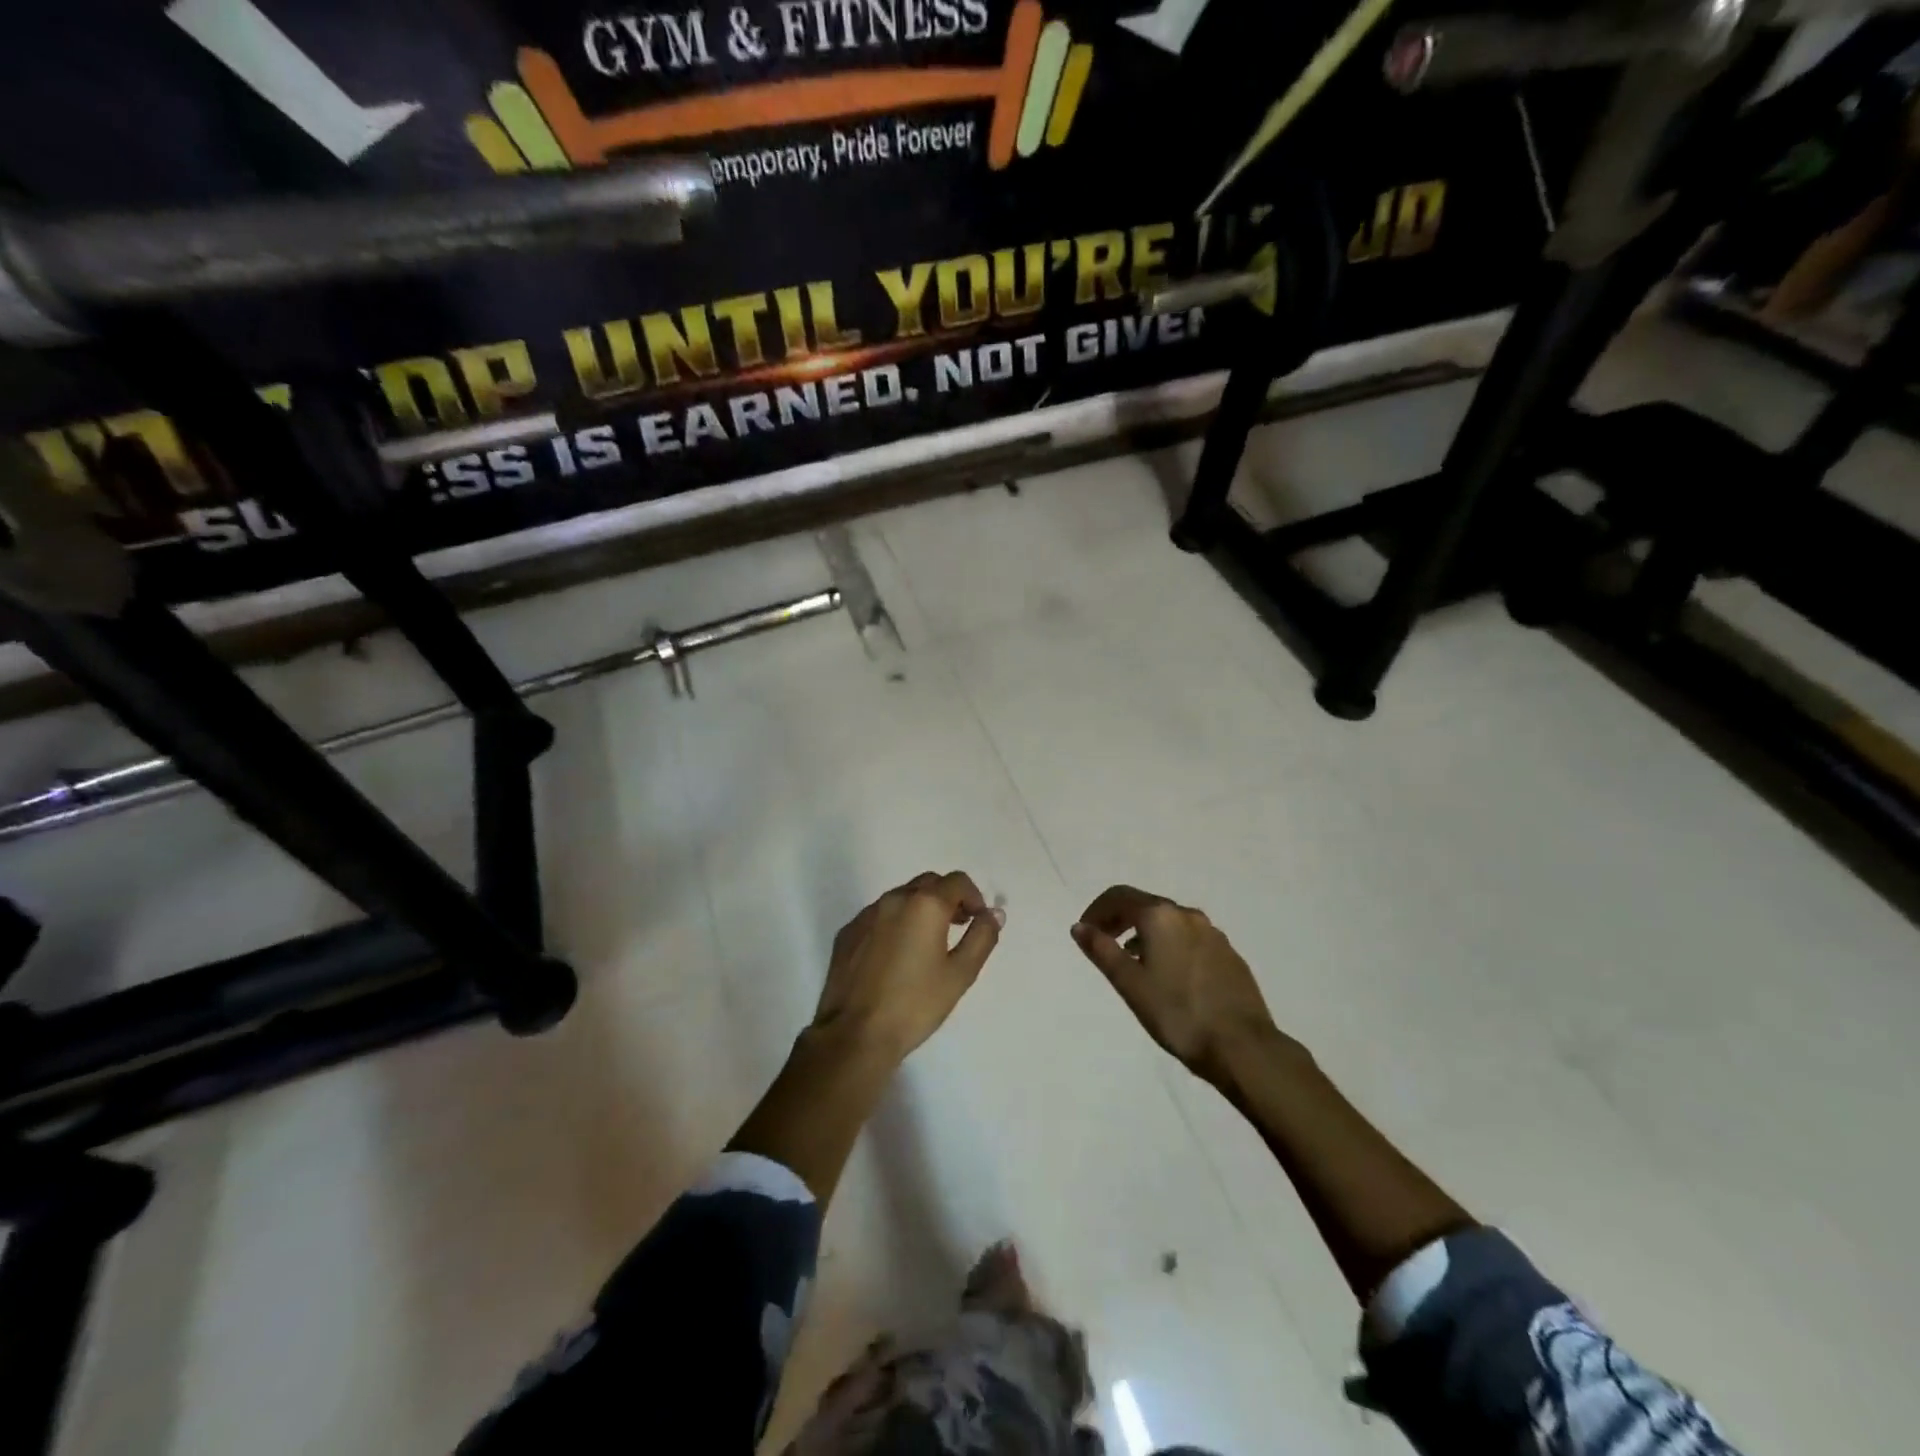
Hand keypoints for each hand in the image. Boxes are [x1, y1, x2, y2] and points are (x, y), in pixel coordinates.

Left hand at [811, 871, 1003, 1064]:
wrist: (856, 1034)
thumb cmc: (915, 1004)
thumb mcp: (960, 974)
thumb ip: (982, 937)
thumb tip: (994, 913)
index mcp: (925, 904)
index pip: (958, 881)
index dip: (974, 898)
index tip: (977, 923)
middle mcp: (894, 899)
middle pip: (929, 883)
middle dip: (948, 899)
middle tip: (957, 928)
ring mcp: (866, 914)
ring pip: (902, 897)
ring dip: (920, 909)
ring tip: (927, 944)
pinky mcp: (848, 932)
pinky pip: (879, 916)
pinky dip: (895, 923)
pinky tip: (896, 956)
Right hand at [1070, 885, 1289, 1083]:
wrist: (1242, 1046)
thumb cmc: (1177, 1013)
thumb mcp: (1130, 984)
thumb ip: (1102, 951)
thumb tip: (1080, 927)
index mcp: (1161, 916)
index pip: (1120, 897)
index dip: (1097, 910)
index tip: (1085, 932)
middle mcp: (1188, 915)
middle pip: (1145, 905)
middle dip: (1120, 919)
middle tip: (1104, 944)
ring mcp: (1213, 934)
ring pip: (1169, 922)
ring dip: (1145, 933)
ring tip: (1133, 963)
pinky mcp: (1229, 955)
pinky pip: (1190, 938)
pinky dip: (1170, 945)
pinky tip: (1168, 976)